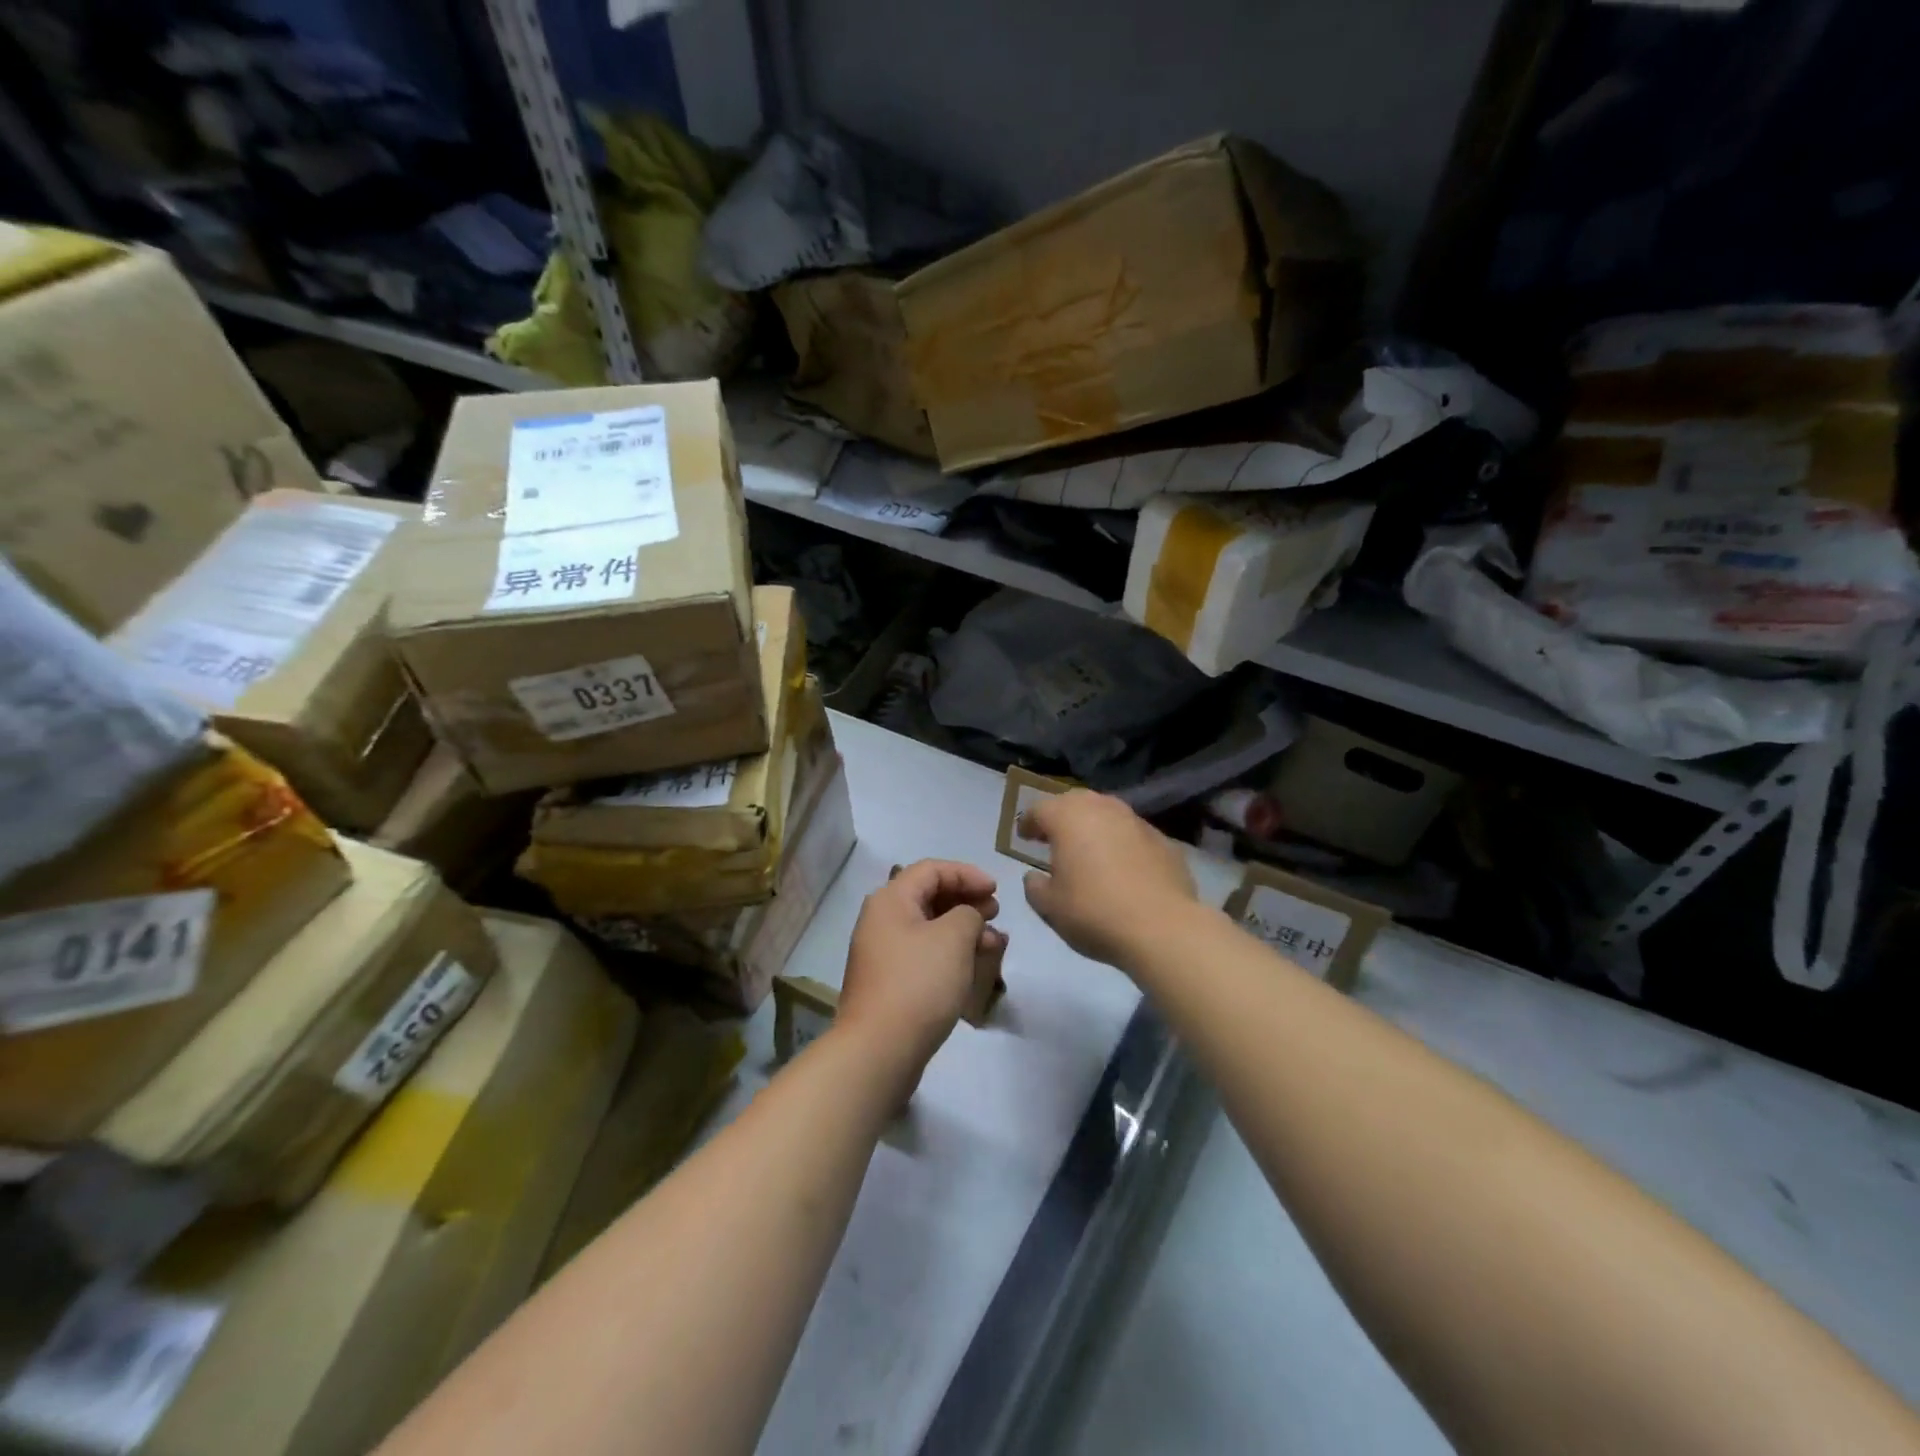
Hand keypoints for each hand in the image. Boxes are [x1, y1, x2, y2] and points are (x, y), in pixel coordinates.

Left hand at [838, 860, 1005, 1087]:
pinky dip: (951, 953)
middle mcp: (882, 920)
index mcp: (891, 900)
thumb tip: (967, 917)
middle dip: (966, 901)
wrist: (879, 1050)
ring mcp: (884, 953)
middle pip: (929, 896)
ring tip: (994, 943)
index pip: (931, 869)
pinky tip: (975, 967)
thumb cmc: (918, 983)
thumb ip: (968, 914)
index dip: (967, 874)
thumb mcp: (953, 938)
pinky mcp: (890, 982)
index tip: (996, 890)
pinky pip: (925, 954)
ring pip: (930, 928)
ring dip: (963, 929)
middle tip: (996, 913)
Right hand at [1020, 791, 1197, 968]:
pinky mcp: (1163, 840)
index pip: (1039, 809)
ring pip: (1107, 813)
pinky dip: (1121, 842)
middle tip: (1053, 837)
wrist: (1162, 927)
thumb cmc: (1094, 912)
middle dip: (1061, 816)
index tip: (1023, 836)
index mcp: (1067, 818)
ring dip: (1093, 826)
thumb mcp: (1049, 907)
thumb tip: (1035, 876)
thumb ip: (1035, 886)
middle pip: (1075, 802)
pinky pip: (1132, 833)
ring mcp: (1136, 821)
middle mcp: (1102, 808)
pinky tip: (1121, 866)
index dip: (1028, 822)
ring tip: (1088, 849)